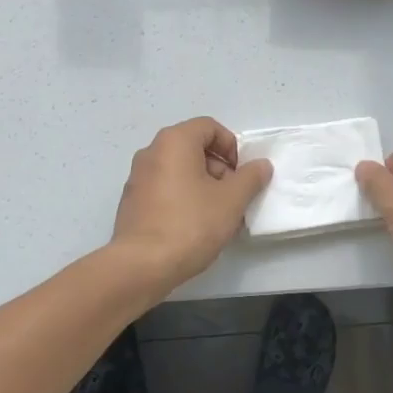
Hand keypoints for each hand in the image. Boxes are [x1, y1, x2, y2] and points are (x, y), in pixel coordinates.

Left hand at [111, 117, 272, 292]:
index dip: (231, 146)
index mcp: (174, 141)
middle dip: (218, 168)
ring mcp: (137, 177)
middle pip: (193, 147)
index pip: (209, 127)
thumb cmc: (191, 224)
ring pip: (179, 170)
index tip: (240, 174)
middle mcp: (151, 152)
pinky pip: (164, 188)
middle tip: (233, 197)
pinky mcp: (132, 201)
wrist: (142, 265)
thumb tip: (261, 165)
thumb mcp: (231, 200)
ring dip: (203, 185)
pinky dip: (183, 197)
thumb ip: (250, 178)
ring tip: (217, 216)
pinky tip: (194, 226)